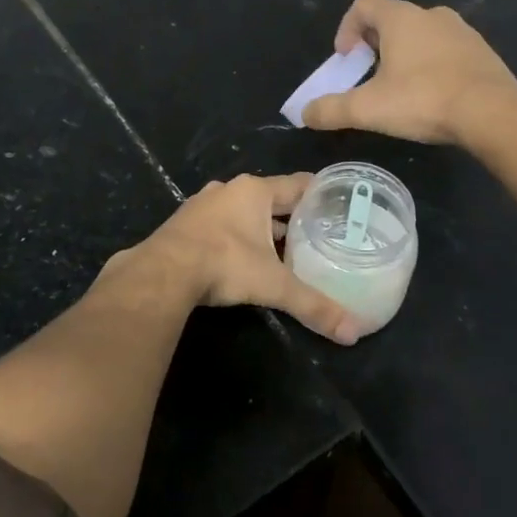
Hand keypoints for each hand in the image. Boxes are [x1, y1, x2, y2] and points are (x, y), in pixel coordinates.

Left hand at [137, 173, 364, 343]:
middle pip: (270, 197)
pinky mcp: (186, 223)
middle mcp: (229, 189)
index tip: (340, 204)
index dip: (320, 193)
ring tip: (285, 248)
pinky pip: (222, 223)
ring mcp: (203, 204)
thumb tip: (353, 332)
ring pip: (244, 211)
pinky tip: (245, 256)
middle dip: (291, 216)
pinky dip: (237, 235)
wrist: (163, 272)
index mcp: (254, 190)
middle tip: (317, 233)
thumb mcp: (273, 285)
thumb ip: (313, 305)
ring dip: (262, 226)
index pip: (298, 184)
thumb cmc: (225, 264)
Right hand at [303, 0, 516, 145]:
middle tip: (369, 74)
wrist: (493, 113)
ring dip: (405, 54)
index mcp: (401, 19)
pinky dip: (433, 65)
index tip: (347, 58)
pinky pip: (448, 50)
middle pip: (393, 18)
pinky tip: (434, 95)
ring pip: (422, 34)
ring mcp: (462, 31)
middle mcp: (432, 15)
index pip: (365, 4)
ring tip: (401, 88)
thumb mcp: (368, 109)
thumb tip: (305, 114)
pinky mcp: (483, 52)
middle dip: (375, 44)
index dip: (348, 27)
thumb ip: (331, 109)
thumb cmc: (423, 100)